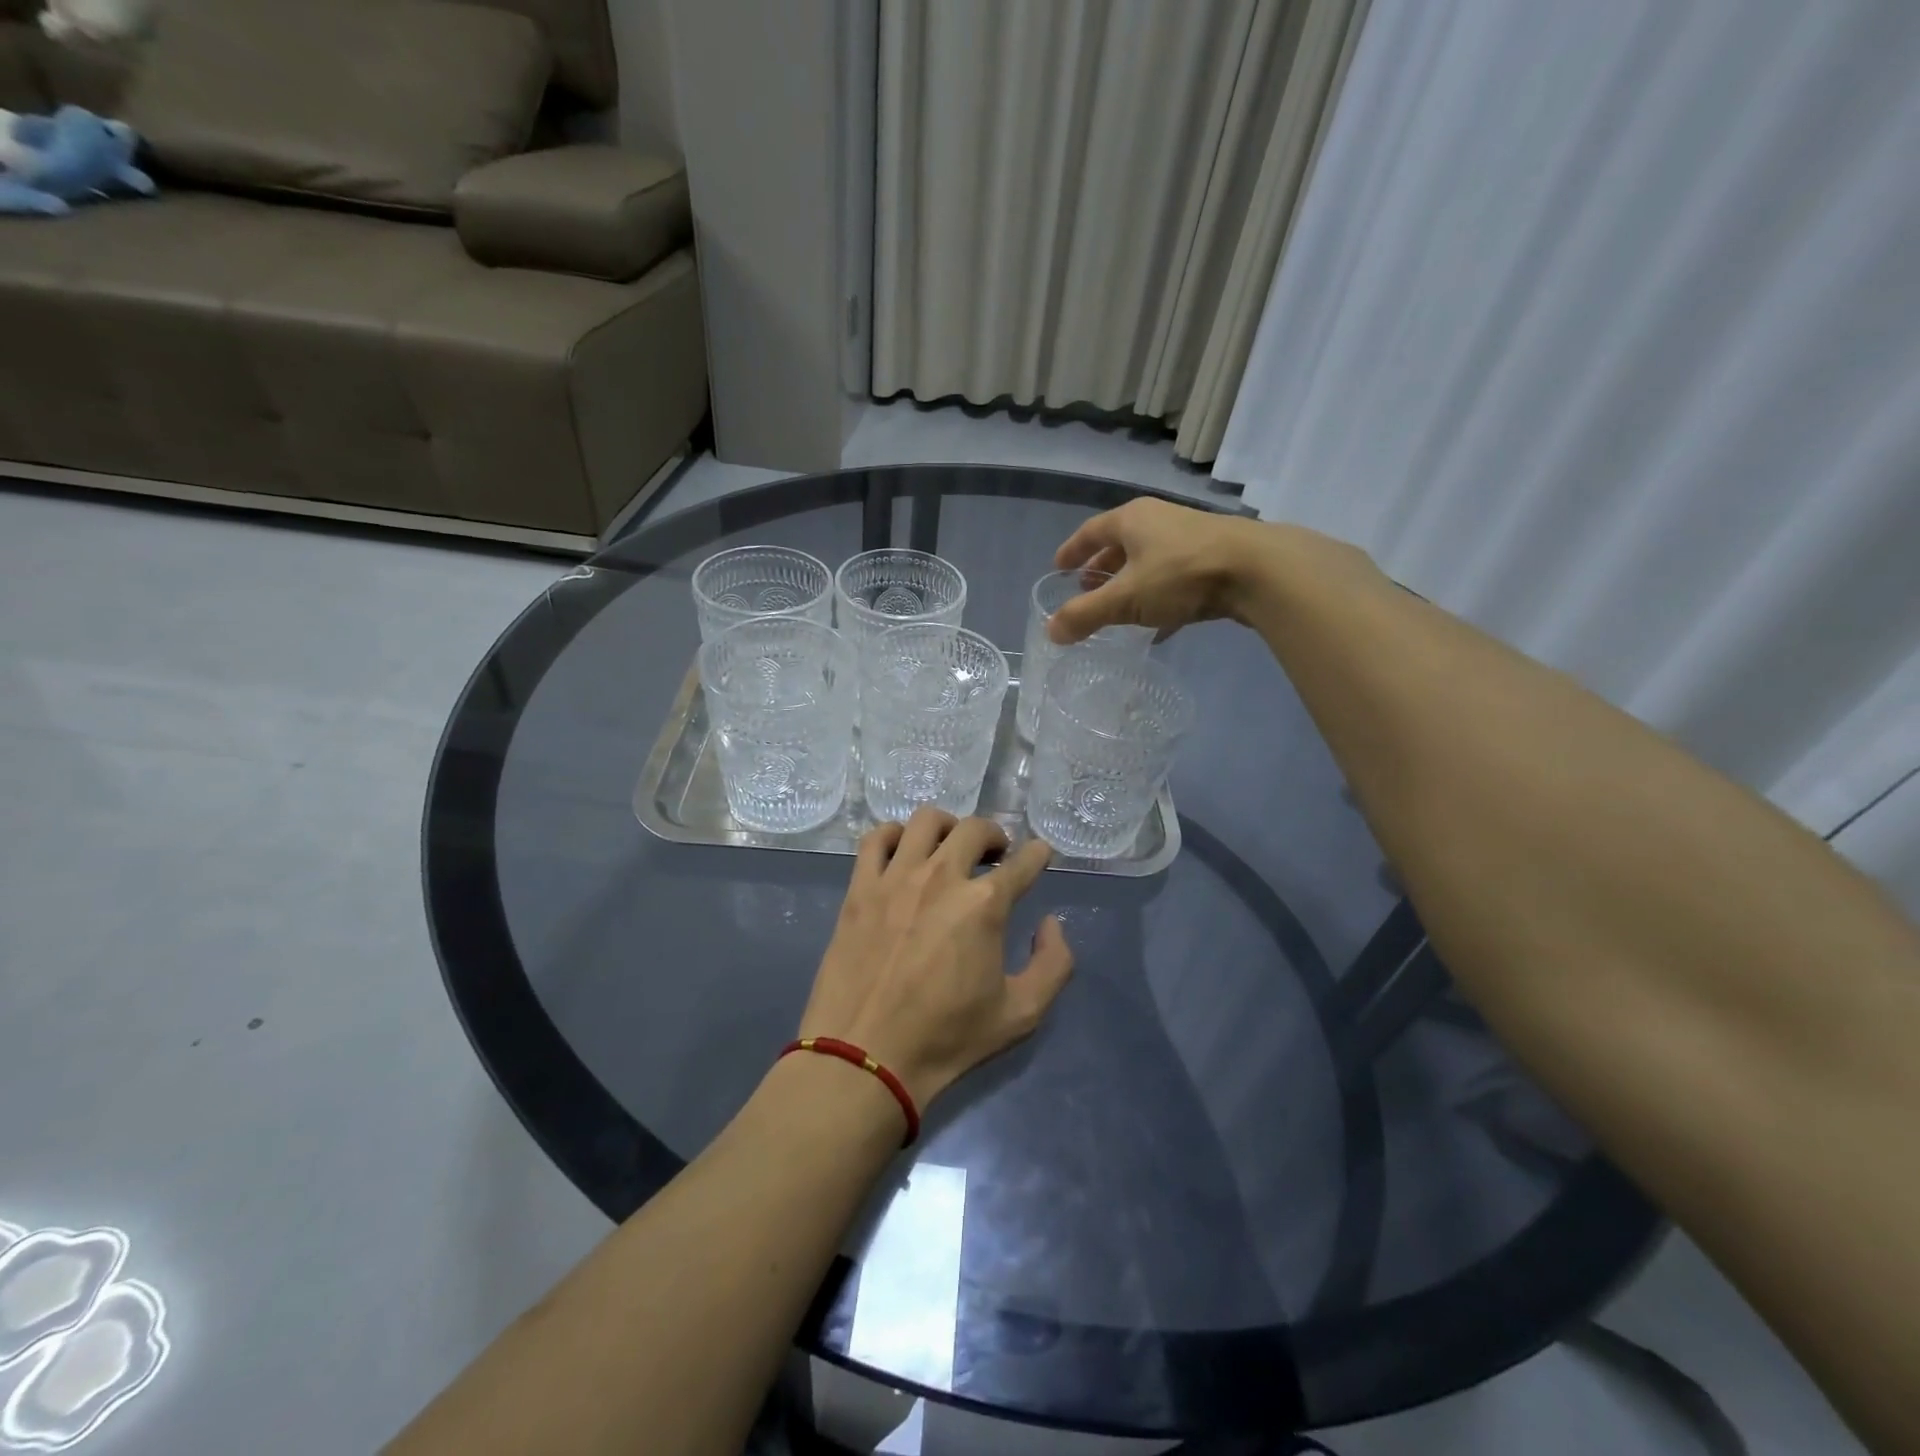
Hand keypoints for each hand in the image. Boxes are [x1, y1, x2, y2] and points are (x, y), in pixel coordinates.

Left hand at [798, 808, 1074, 1110]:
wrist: (865, 1056)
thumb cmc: (946, 1038)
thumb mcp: (1021, 1014)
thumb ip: (1053, 964)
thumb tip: (1050, 924)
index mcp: (985, 904)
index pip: (1023, 861)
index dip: (1038, 854)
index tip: (1039, 855)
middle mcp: (942, 876)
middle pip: (975, 829)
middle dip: (995, 836)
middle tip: (996, 856)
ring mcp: (896, 878)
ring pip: (925, 821)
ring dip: (948, 827)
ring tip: (950, 847)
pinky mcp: (860, 888)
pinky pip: (875, 839)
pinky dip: (894, 834)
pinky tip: (902, 851)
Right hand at [1048, 497, 1274, 643]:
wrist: (1259, 571)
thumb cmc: (1181, 575)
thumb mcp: (1126, 598)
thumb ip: (1085, 615)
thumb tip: (1050, 631)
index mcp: (1132, 519)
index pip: (1091, 532)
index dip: (1072, 551)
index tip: (1059, 568)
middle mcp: (1159, 521)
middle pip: (1121, 544)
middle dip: (1102, 568)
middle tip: (1087, 590)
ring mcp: (1190, 540)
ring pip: (1150, 562)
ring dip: (1131, 584)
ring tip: (1118, 608)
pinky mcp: (1215, 561)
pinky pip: (1175, 581)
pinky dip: (1160, 601)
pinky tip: (1158, 628)